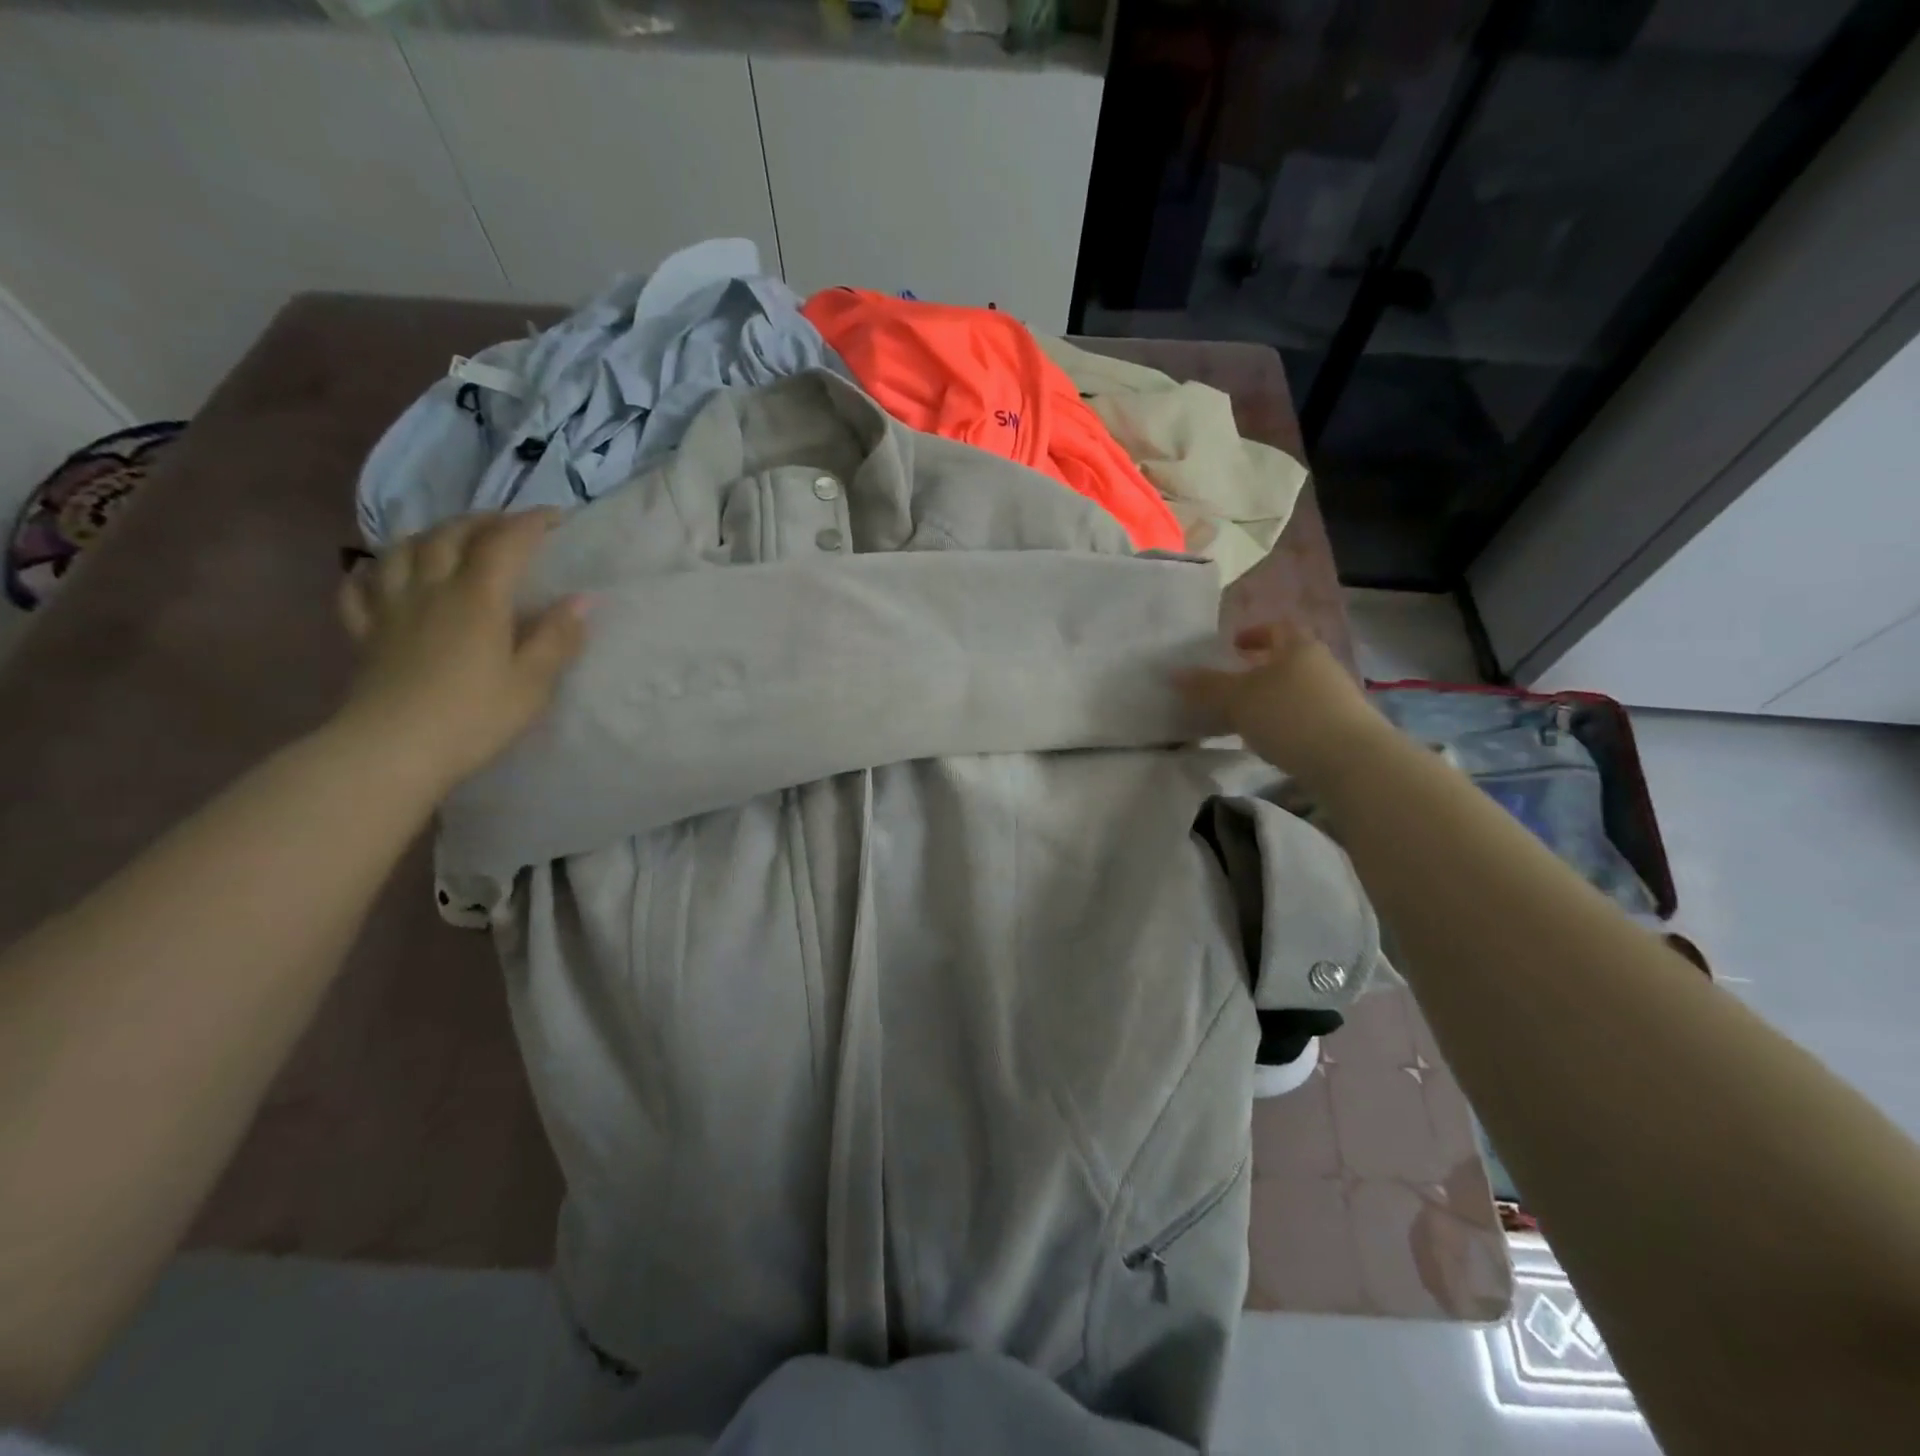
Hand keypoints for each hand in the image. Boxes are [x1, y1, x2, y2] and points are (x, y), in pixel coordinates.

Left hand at [334, 511, 587, 794]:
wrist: (392, 750)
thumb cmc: (474, 717)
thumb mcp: (532, 682)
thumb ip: (556, 637)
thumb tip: (583, 599)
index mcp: (477, 598)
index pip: (505, 543)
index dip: (530, 523)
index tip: (555, 517)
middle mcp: (431, 590)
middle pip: (450, 535)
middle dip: (481, 521)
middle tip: (506, 524)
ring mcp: (390, 608)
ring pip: (402, 550)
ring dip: (429, 534)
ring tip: (448, 539)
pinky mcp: (364, 633)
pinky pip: (359, 587)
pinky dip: (373, 570)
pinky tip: (381, 573)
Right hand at [1176, 621, 1390, 783]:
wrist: (1352, 761)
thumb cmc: (1289, 716)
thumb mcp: (1237, 699)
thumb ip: (1206, 686)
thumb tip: (1175, 674)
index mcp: (1297, 646)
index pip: (1275, 628)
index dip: (1252, 634)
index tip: (1231, 647)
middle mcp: (1321, 664)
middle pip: (1286, 660)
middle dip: (1258, 669)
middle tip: (1231, 684)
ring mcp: (1336, 696)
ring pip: (1295, 689)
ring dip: (1270, 699)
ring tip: (1243, 718)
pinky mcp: (1343, 727)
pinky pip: (1305, 715)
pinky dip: (1284, 721)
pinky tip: (1270, 740)